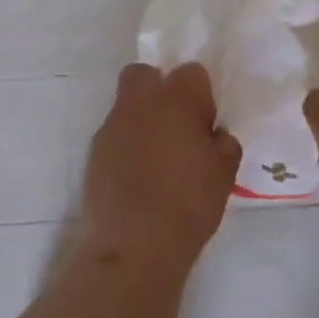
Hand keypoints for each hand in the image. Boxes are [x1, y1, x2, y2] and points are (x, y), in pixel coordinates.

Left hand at [79, 63, 240, 276]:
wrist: (132, 245)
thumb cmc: (188, 205)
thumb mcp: (224, 175)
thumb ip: (224, 145)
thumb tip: (214, 135)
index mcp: (177, 100)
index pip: (192, 72)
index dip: (201, 96)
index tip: (204, 126)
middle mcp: (140, 103)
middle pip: (146, 74)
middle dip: (160, 89)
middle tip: (176, 126)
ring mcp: (112, 125)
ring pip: (127, 104)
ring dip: (142, 119)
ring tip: (157, 159)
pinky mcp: (94, 150)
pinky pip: (114, 133)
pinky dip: (126, 144)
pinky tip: (137, 177)